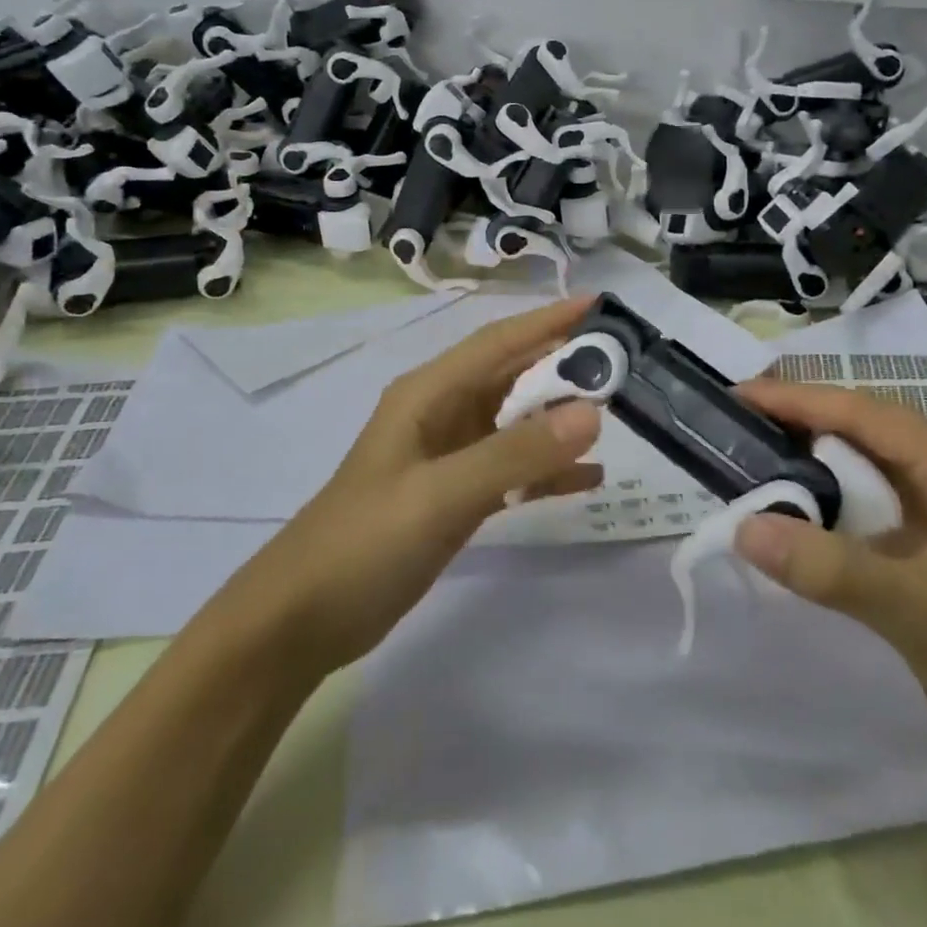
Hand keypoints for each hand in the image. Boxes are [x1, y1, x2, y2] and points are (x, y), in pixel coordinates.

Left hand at [237, 297, 603, 675]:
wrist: (303, 619)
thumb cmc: (365, 541)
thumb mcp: (441, 493)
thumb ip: (516, 454)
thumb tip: (592, 413)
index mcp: (429, 393)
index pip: (499, 341)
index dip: (548, 320)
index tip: (600, 307)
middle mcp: (442, 413)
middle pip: (512, 376)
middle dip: (565, 366)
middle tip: (624, 364)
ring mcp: (449, 455)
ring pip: (516, 421)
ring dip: (560, 417)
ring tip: (616, 415)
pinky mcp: (456, 494)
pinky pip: (513, 467)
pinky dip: (548, 469)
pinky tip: (588, 479)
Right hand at [732, 379, 926, 765]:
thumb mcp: (918, 610)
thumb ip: (831, 568)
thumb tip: (744, 527)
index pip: (862, 411)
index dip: (798, 399)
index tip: (739, 395)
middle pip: (857, 424)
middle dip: (796, 415)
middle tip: (734, 418)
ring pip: (855, 458)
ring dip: (804, 452)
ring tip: (748, 449)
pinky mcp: (918, 538)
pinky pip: (856, 497)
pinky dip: (817, 493)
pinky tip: (786, 504)